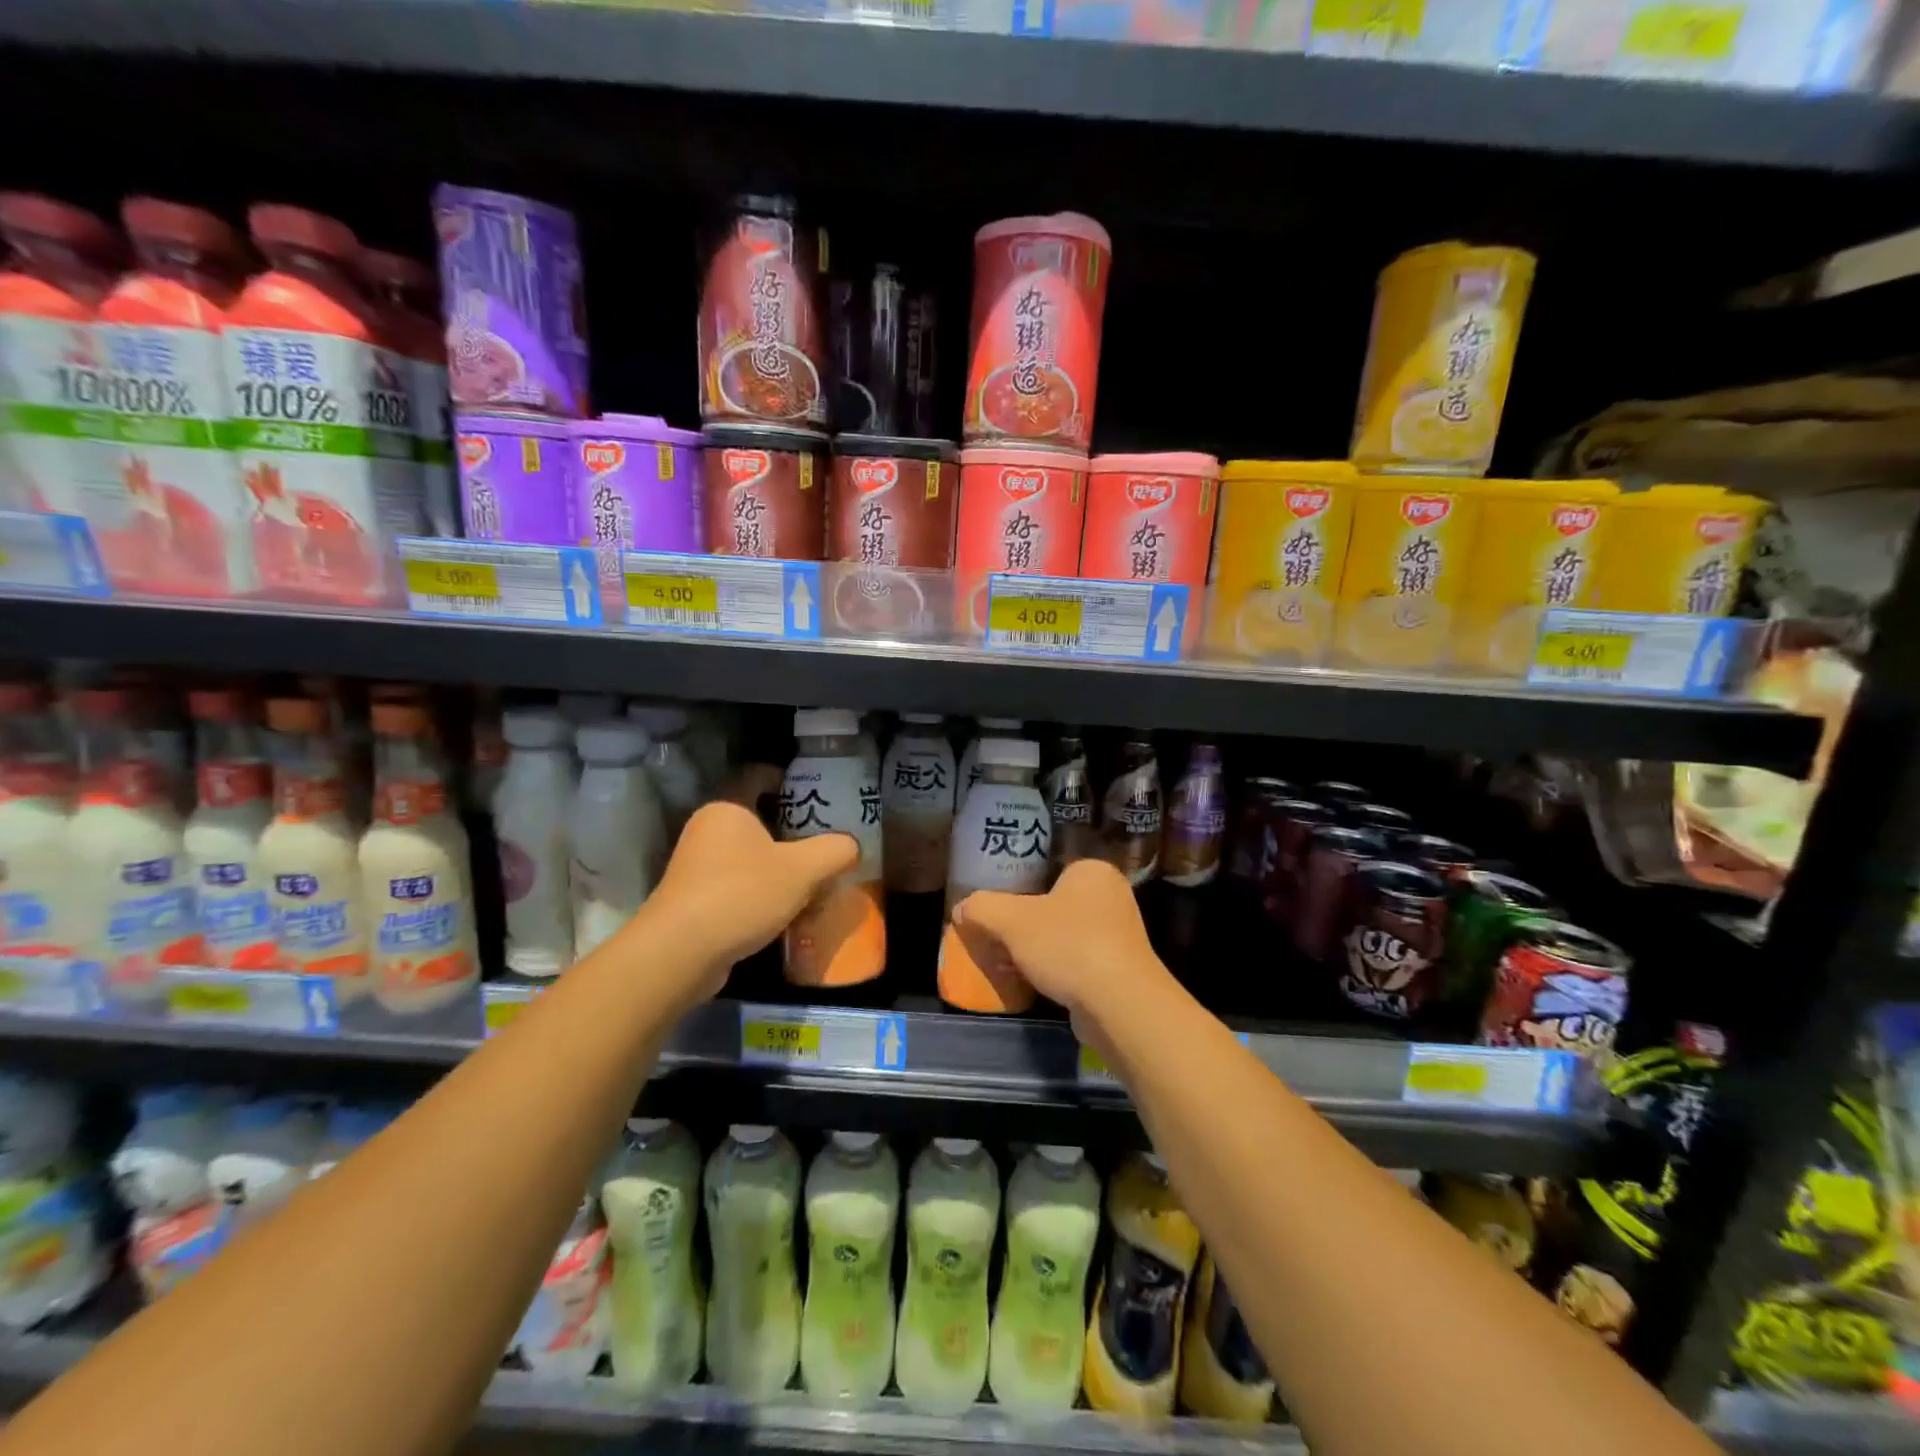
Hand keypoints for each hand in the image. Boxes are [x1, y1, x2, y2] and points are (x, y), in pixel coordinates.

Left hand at [650, 765, 857, 994]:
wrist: (681, 953)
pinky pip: (736, 887)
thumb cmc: (743, 893)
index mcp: (727, 809)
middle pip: (757, 821)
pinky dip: (760, 895)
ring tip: (812, 882)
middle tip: (824, 843)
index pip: (757, 777)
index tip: (814, 792)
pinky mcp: (692, 902)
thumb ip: (834, 851)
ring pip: (747, 858)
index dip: (786, 779)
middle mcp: (706, 830)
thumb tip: (852, 846)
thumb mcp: (803, 869)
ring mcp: (695, 868)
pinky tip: (785, 913)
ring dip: (777, 868)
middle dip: (790, 832)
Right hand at [951, 858, 1165, 1019]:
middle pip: (1053, 904)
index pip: (1046, 870)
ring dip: (1038, 949)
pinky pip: (1077, 960)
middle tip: (997, 938)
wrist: (1119, 1003)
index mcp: (1092, 871)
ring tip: (1009, 963)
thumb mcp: (1011, 920)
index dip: (1017, 888)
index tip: (996, 909)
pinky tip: (1033, 983)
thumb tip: (962, 910)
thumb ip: (982, 908)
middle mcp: (1111, 895)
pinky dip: (1055, 969)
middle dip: (1025, 924)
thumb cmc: (1068, 945)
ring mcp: (1120, 933)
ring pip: (1064, 934)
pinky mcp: (1120, 968)